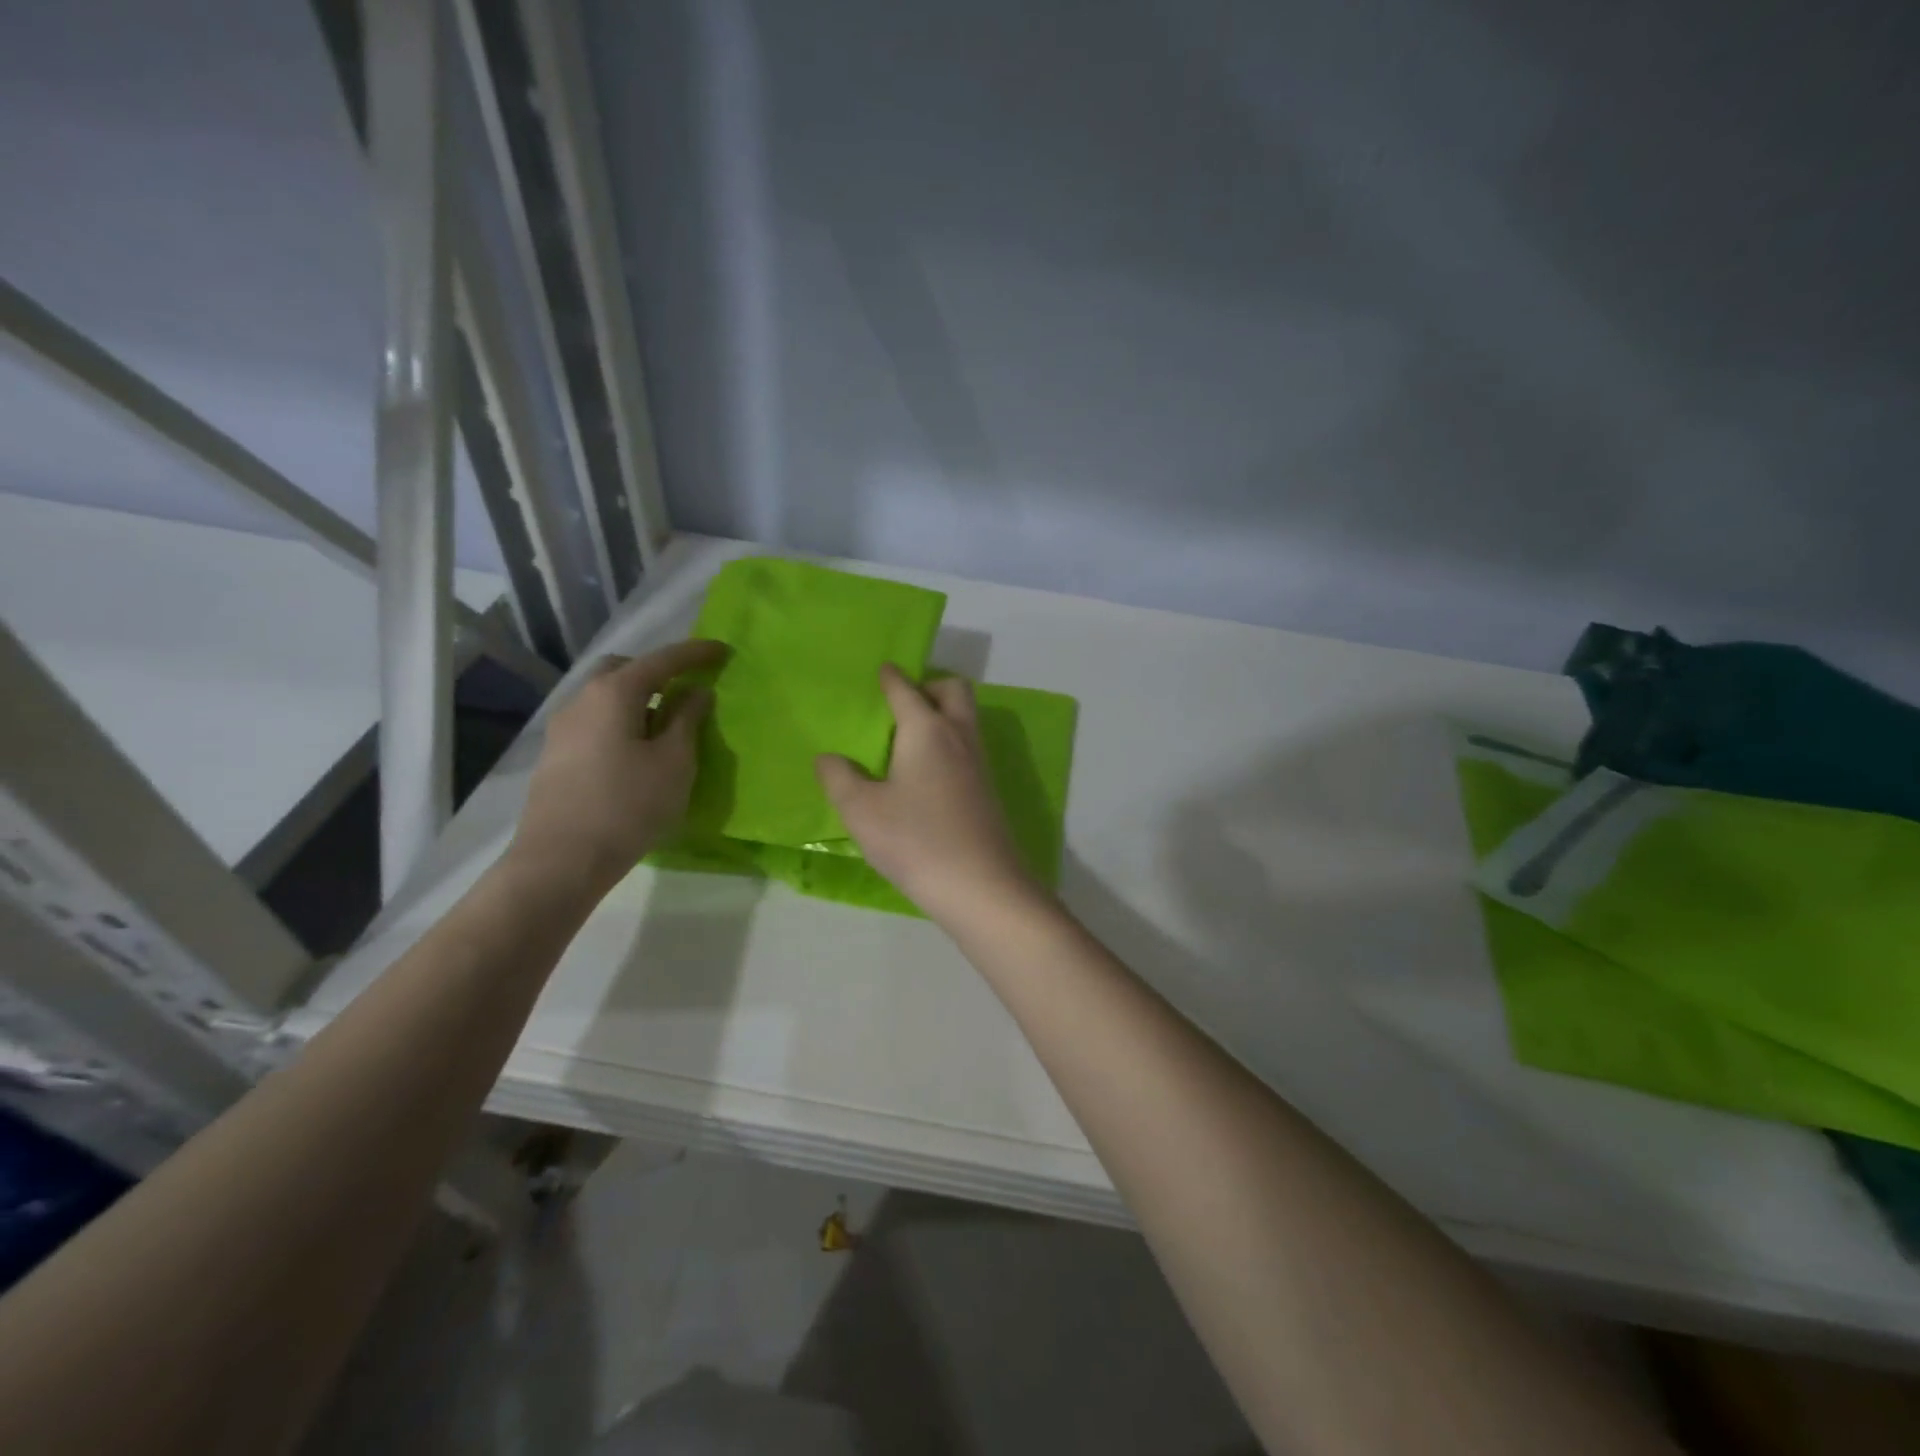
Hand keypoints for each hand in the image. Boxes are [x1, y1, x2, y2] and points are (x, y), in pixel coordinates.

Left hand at [509, 639, 724, 892]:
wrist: (560, 860)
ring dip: (639, 700)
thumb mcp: (673, 762)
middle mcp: (582, 699)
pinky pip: (596, 722)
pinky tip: (638, 751)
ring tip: (667, 726)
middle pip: (624, 670)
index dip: (695, 653)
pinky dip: (622, 722)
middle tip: (688, 689)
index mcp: (614, 693)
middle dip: (658, 672)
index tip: (723, 650)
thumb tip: (695, 692)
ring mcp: (563, 728)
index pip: (662, 660)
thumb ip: (687, 720)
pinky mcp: (557, 755)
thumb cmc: (628, 805)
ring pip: (606, 697)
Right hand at [816, 665, 1043, 925]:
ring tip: (908, 738)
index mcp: (926, 730)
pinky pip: (967, 746)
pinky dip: (949, 742)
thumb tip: (828, 758)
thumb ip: (839, 779)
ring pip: (965, 718)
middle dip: (929, 686)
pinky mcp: (987, 789)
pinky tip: (926, 773)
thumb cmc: (916, 841)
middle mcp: (958, 736)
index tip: (882, 670)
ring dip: (942, 714)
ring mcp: (979, 763)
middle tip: (901, 705)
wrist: (981, 885)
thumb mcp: (862, 812)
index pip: (907, 689)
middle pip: (953, 690)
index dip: (891, 677)